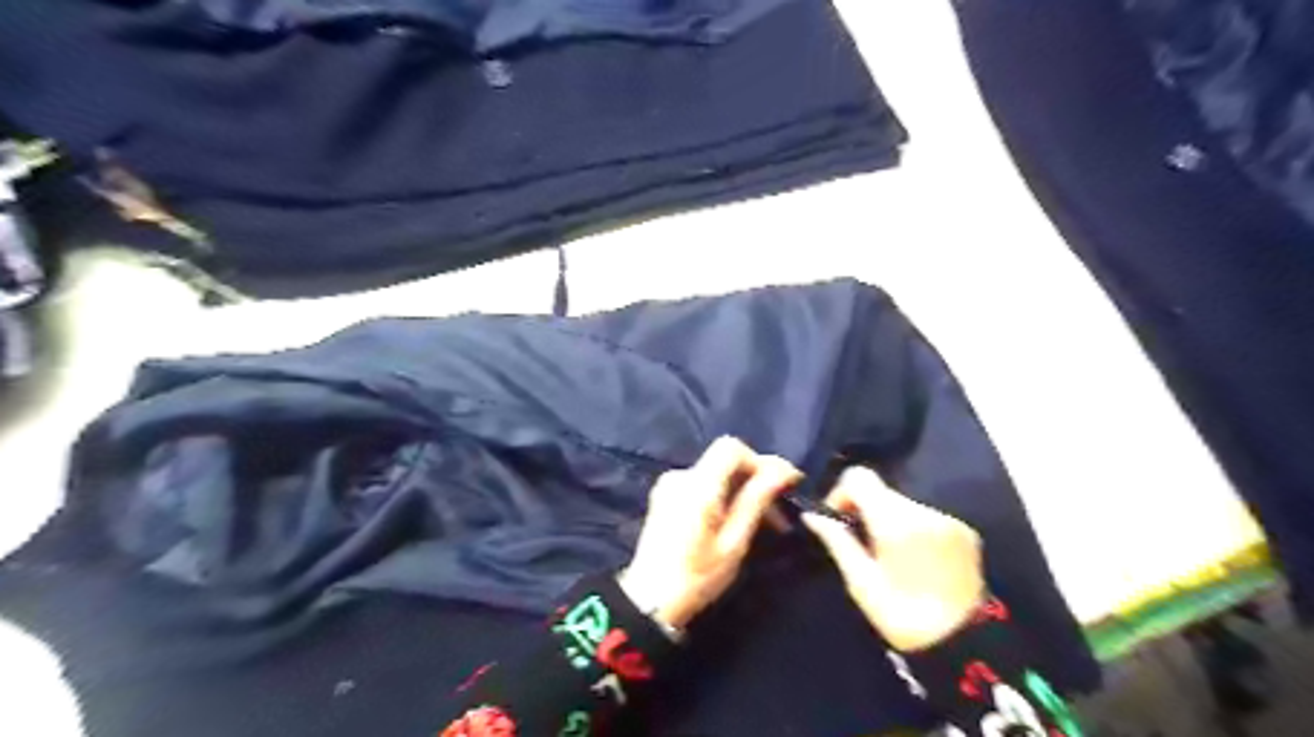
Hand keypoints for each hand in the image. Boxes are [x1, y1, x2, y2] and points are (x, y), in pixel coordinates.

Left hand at [621, 436, 801, 631]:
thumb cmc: (697, 576)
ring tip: (761, 522)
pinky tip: (733, 521)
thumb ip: (757, 500)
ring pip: (715, 474)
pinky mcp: (665, 497)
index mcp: (698, 485)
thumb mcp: (734, 542)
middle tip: (779, 512)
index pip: (732, 448)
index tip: (784, 486)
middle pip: (725, 460)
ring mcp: (669, 486)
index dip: (761, 461)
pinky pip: (701, 485)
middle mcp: (681, 476)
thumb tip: (784, 471)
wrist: (649, 602)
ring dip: (741, 490)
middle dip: (755, 479)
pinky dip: (722, 496)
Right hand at [800, 465, 985, 651]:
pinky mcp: (965, 531)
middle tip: (862, 543)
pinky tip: (916, 559)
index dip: (842, 492)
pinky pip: (927, 517)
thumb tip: (812, 516)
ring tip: (891, 556)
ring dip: (891, 520)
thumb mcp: (861, 583)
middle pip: (883, 491)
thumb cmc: (902, 616)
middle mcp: (923, 511)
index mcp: (894, 521)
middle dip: (866, 509)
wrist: (966, 645)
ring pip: (904, 504)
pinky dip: (914, 529)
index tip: (839, 519)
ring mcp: (948, 519)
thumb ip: (837, 541)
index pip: (859, 476)